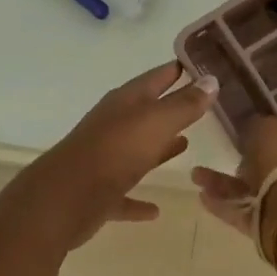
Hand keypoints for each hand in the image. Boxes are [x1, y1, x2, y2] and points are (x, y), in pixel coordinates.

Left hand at [18, 62, 216, 248]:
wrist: (65, 198)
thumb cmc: (115, 151)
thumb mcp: (157, 122)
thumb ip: (185, 104)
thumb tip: (211, 80)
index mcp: (125, 102)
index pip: (157, 77)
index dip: (178, 69)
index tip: (203, 65)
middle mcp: (113, 125)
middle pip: (147, 112)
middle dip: (172, 107)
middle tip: (202, 104)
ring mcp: (104, 159)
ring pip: (137, 149)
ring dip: (159, 148)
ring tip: (186, 145)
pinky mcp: (99, 193)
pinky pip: (125, 193)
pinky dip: (139, 200)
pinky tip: (155, 210)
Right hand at [190, 114, 276, 238]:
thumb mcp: (266, 129)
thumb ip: (259, 126)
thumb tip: (256, 127)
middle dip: (257, 157)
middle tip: (235, 147)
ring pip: (255, 187)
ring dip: (226, 182)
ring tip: (198, 175)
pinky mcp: (271, 223)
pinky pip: (244, 210)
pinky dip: (223, 203)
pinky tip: (201, 195)